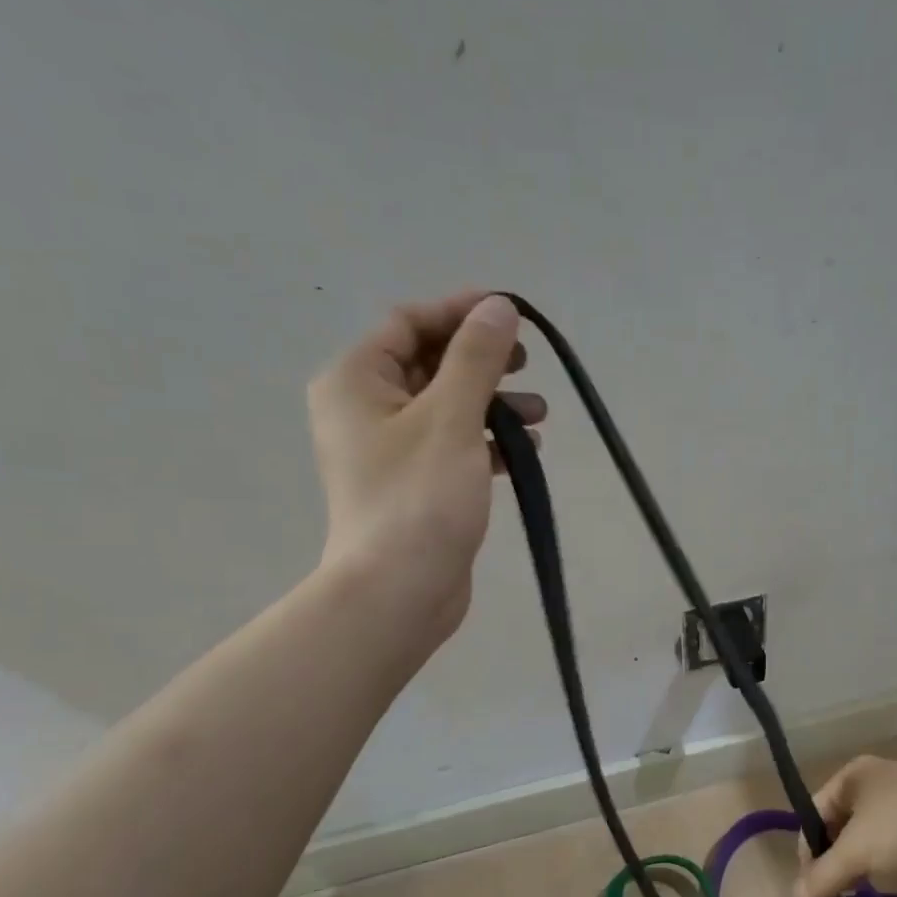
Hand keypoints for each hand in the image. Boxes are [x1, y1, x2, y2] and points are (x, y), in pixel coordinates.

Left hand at [307, 290, 544, 645]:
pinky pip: (452, 446)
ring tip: (541, 413)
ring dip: (493, 403)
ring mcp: (388, 451)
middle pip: (429, 364)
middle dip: (482, 362)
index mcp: (355, 380)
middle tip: (528, 363)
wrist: (399, 590)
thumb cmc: (420, 497)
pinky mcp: (414, 486)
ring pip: (446, 408)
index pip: (409, 323)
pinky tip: (526, 452)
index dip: (461, 313)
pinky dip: (487, 442)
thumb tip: (498, 306)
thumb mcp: (452, 417)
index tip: (513, 315)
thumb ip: (476, 357)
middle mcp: (364, 409)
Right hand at [793, 756, 896, 896]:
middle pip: (844, 832)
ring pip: (875, 845)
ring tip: (887, 880)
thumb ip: (823, 877)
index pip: (814, 814)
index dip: (808, 850)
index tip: (813, 888)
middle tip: (844, 892)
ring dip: (877, 868)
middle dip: (846, 862)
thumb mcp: (856, 852)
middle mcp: (875, 785)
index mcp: (851, 778)